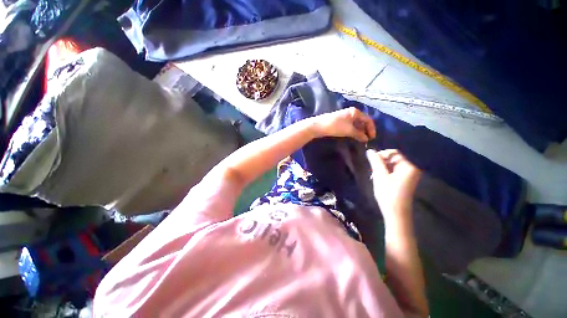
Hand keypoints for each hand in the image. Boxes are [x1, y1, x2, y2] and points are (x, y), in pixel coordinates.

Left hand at [311, 107, 375, 141]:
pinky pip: (350, 126)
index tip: (372, 138)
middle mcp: (351, 113)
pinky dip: (353, 131)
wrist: (319, 126)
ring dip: (359, 131)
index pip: (368, 119)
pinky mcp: (339, 121)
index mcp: (355, 112)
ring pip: (356, 124)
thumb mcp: (349, 130)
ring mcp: (345, 117)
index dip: (372, 129)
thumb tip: (366, 139)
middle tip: (367, 140)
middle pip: (362, 121)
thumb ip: (359, 134)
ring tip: (361, 140)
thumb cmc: (335, 126)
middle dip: (366, 130)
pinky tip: (353, 136)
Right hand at [366, 149, 421, 222]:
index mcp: (409, 166)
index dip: (382, 155)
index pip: (394, 153)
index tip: (372, 162)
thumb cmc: (388, 193)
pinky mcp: (404, 180)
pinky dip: (385, 173)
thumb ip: (375, 161)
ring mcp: (408, 175)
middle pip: (393, 158)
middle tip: (373, 171)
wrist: (396, 213)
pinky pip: (393, 171)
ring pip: (392, 165)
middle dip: (381, 162)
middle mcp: (411, 169)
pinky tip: (378, 179)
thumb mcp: (380, 175)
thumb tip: (370, 150)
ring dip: (381, 168)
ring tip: (374, 176)